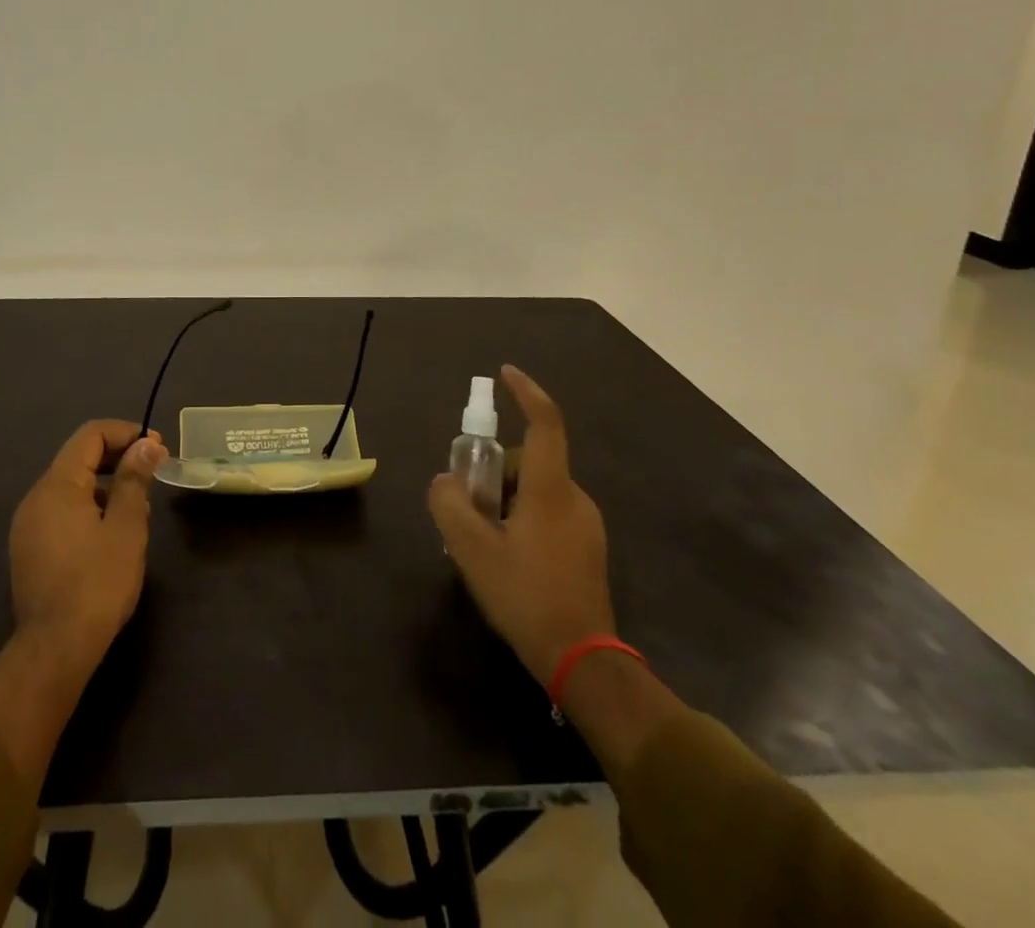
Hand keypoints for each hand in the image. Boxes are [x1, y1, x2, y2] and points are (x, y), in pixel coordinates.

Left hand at [9, 419, 164, 669]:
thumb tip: (146, 444)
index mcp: (57, 485)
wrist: (55, 649)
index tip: (157, 448)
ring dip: (106, 484)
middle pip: (79, 458)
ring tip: (139, 505)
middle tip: (153, 470)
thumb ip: (134, 479)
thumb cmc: (97, 582)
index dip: (126, 433)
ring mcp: (28, 525)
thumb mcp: (126, 526)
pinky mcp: (30, 549)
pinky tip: (112, 532)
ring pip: (72, 486)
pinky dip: (90, 507)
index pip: (91, 435)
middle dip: (118, 457)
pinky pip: (62, 511)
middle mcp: (36, 497)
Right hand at [429, 366, 614, 685]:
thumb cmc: (526, 597)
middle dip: (494, 473)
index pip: (546, 423)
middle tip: (467, 507)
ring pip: (536, 491)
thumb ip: (449, 505)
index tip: (505, 373)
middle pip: (529, 462)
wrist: (583, 661)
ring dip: (506, 501)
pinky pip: (548, 514)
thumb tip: (446, 482)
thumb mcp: (472, 551)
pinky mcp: (588, 548)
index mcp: (551, 490)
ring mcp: (586, 525)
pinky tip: (506, 558)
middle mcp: (574, 498)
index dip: (526, 392)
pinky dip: (522, 519)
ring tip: (482, 541)